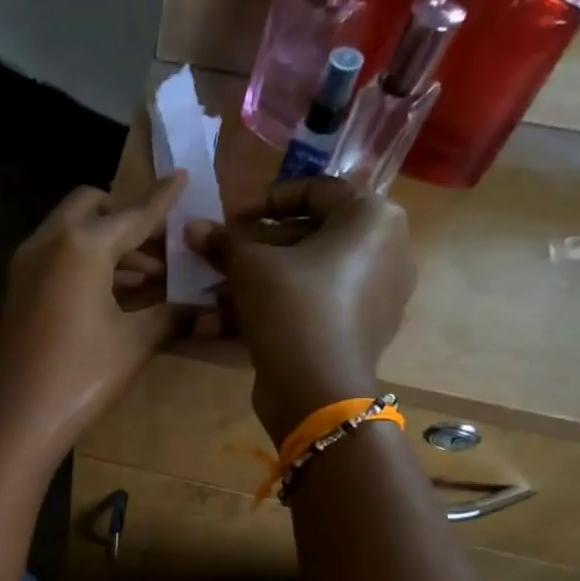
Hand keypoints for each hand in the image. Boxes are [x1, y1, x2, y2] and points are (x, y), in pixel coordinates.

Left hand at [0, 175, 188, 474]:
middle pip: (92, 207)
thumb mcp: (134, 343)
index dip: (161, 199)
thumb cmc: (80, 376)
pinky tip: (116, 291)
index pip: (132, 214)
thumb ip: (172, 316)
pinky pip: (57, 257)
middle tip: (161, 242)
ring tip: (151, 274)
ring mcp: (27, 265)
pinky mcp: (18, 289)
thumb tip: (210, 310)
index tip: (182, 176)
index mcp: (82, 245)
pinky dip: (86, 261)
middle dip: (126, 215)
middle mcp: (49, 242)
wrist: (14, 419)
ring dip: (108, 243)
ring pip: (72, 232)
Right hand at [187, 178, 414, 444]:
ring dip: (258, 281)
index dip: (264, 200)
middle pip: (310, 235)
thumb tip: (193, 227)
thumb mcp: (249, 266)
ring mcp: (377, 295)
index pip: (315, 190)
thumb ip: (223, 242)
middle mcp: (386, 250)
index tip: (230, 219)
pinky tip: (232, 321)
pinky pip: (315, 306)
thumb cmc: (292, 307)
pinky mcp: (360, 332)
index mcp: (373, 218)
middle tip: (220, 258)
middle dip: (257, 247)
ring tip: (217, 294)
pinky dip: (277, 307)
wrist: (317, 390)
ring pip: (307, 275)